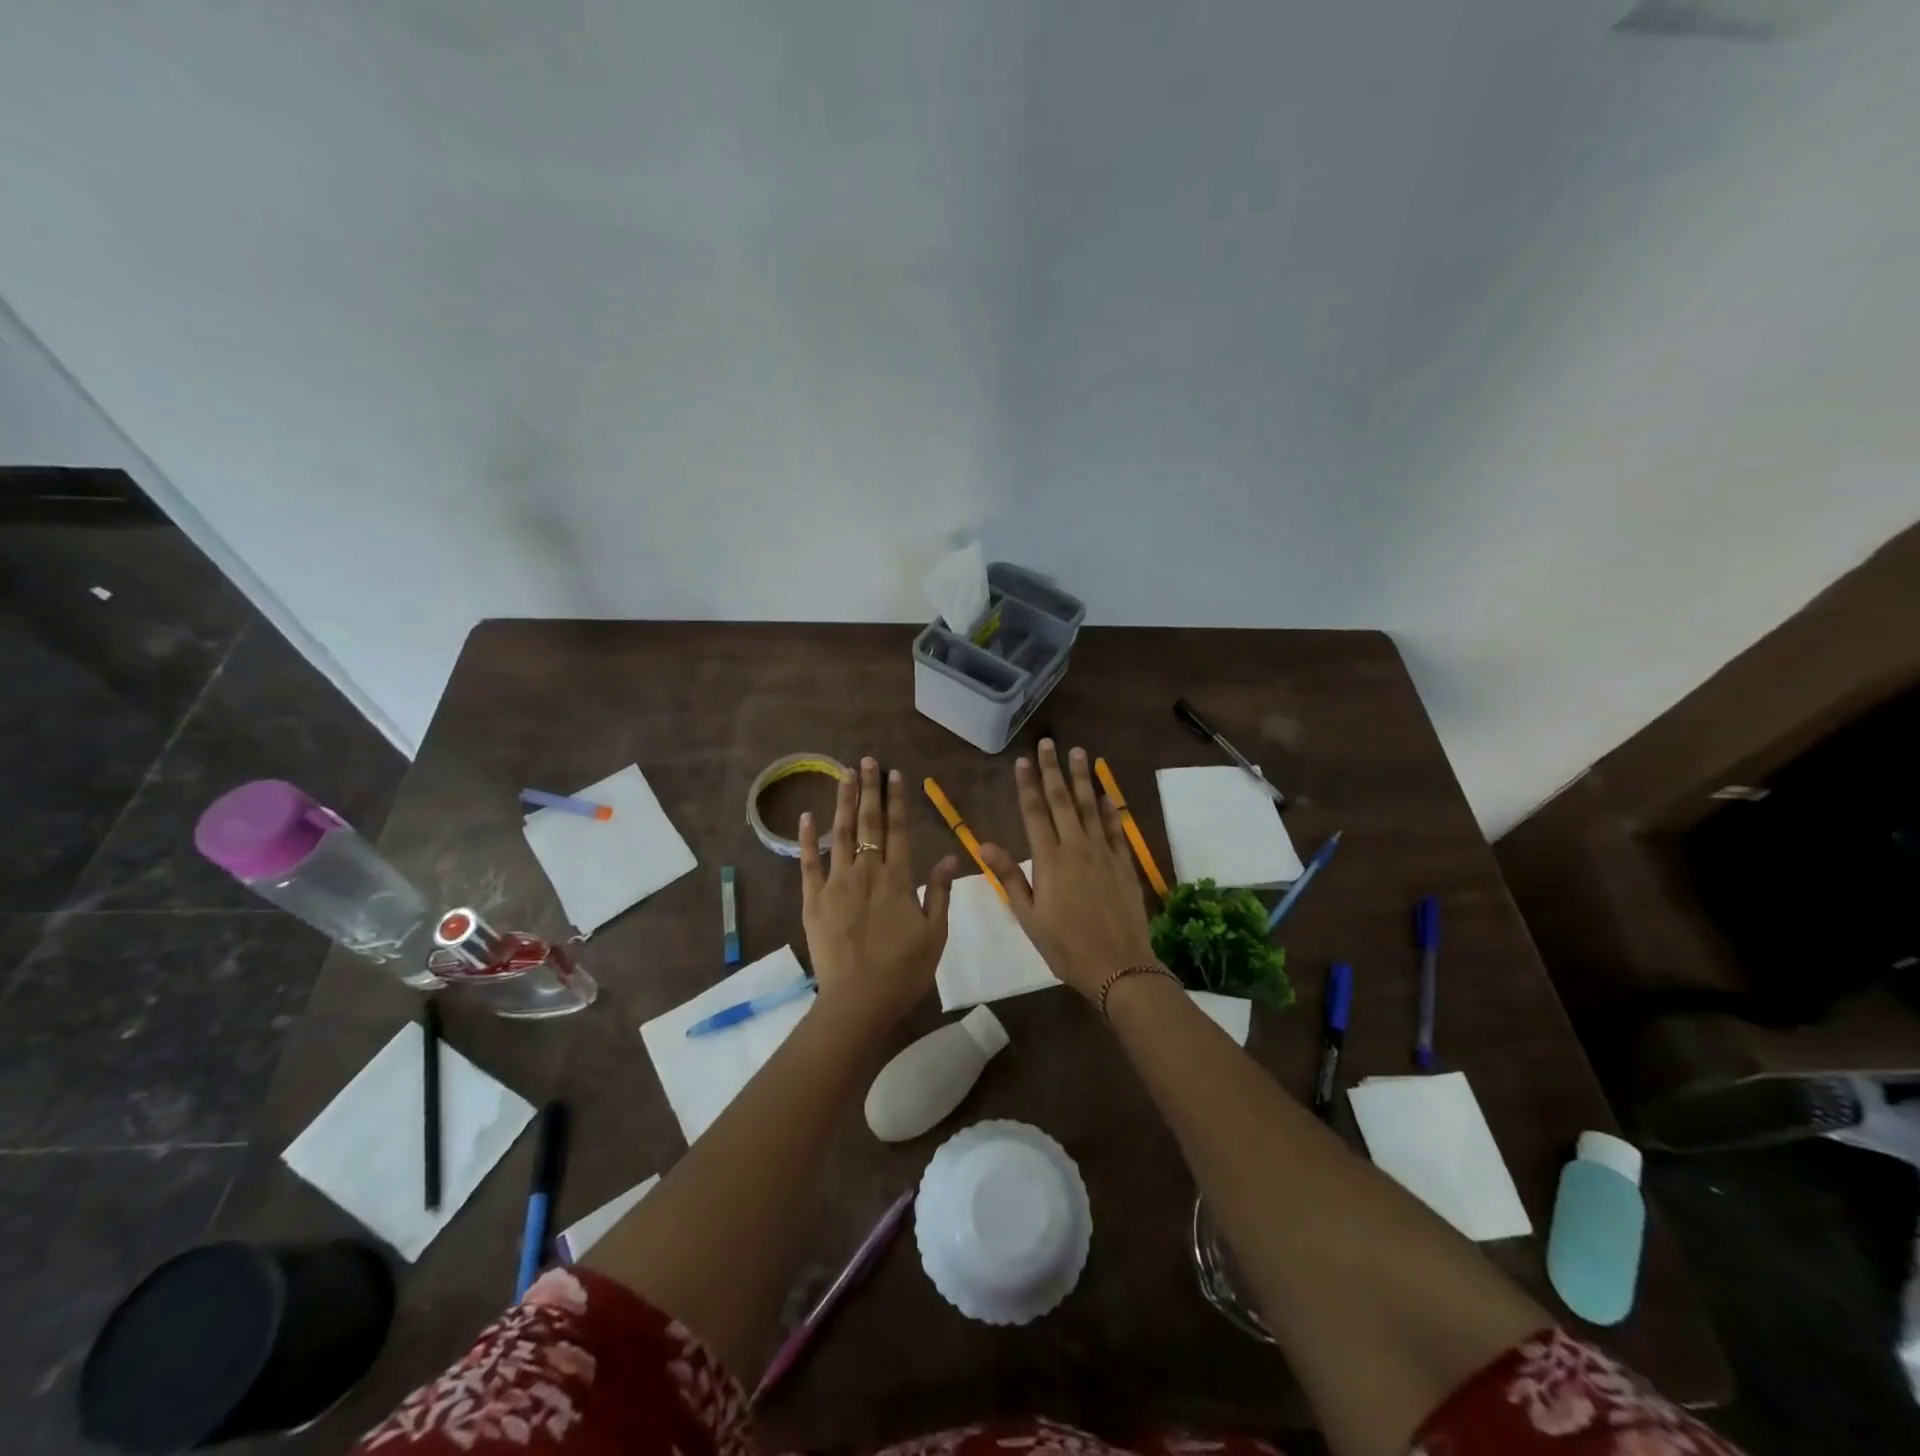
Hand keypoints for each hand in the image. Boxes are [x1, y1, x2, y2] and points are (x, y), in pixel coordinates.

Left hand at [799, 757, 958, 1031]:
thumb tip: (951, 857)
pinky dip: (807, 839)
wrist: (859, 1002)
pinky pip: (808, 864)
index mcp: (898, 879)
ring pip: (840, 834)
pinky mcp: (813, 900)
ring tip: (843, 774)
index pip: (899, 829)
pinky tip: (806, 816)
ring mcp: (836, 884)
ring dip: (842, 802)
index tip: (895, 774)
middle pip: (868, 823)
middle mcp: (867, 872)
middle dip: (869, 789)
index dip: (897, 800)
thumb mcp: (936, 934)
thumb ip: (941, 893)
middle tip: (867, 760)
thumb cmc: (904, 971)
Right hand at [979, 740, 1157, 999]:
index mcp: (1049, 860)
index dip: (1028, 785)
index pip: (1035, 812)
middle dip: (1054, 770)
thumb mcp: (1028, 916)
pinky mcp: (1123, 863)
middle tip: (1050, 743)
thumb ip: (1009, 877)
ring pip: (1090, 807)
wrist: (1118, 966)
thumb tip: (984, 843)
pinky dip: (1109, 808)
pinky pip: (1115, 828)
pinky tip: (1105, 794)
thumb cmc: (1065, 946)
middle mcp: (1076, 848)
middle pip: (1063, 800)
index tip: (1023, 760)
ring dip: (1083, 779)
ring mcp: (1103, 853)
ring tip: (1079, 753)